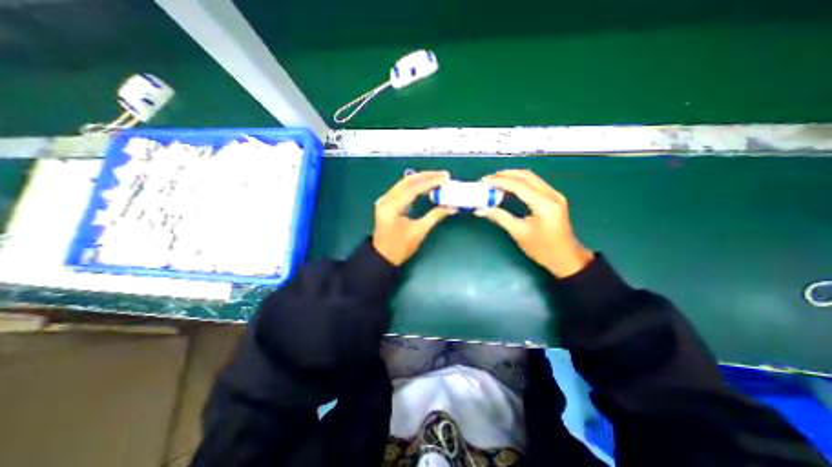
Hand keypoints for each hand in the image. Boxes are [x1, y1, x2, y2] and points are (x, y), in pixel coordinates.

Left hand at [375, 171, 457, 265]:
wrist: (383, 257)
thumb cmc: (400, 247)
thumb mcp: (419, 232)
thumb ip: (435, 216)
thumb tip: (452, 207)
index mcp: (392, 207)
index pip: (413, 188)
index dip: (430, 182)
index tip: (445, 179)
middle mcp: (386, 199)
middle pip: (407, 181)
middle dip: (427, 176)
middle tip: (444, 175)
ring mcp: (385, 200)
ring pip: (404, 183)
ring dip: (421, 179)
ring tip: (438, 178)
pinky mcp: (387, 202)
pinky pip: (402, 189)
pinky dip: (415, 185)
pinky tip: (426, 185)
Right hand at [474, 169, 591, 276]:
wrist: (566, 258)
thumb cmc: (543, 249)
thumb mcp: (519, 233)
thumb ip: (500, 217)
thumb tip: (480, 210)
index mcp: (544, 205)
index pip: (519, 186)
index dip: (499, 181)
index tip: (483, 181)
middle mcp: (552, 195)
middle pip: (525, 176)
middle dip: (504, 175)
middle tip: (487, 179)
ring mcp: (555, 195)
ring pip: (531, 177)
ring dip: (512, 176)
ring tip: (495, 180)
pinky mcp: (554, 197)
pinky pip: (535, 183)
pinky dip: (520, 181)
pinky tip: (509, 186)